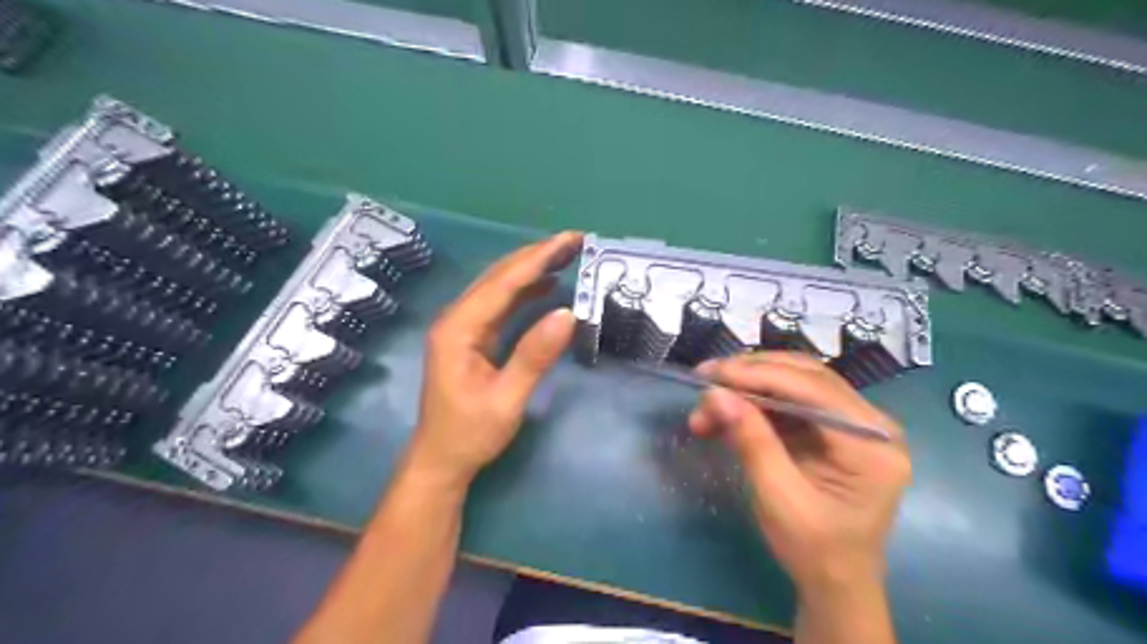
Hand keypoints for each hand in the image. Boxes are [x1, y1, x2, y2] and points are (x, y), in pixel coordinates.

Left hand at [403, 233, 583, 490]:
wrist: (440, 461)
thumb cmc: (470, 434)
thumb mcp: (506, 400)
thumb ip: (534, 356)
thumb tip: (568, 314)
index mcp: (458, 329)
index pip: (502, 284)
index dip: (537, 259)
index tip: (568, 240)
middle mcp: (456, 320)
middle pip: (498, 277)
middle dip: (535, 256)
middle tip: (573, 241)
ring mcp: (462, 328)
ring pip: (498, 288)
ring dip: (531, 269)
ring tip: (565, 255)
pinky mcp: (472, 338)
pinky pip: (500, 305)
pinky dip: (524, 292)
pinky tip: (545, 285)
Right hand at [683, 351, 909, 592]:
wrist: (835, 582)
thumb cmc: (814, 549)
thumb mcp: (778, 497)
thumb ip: (751, 440)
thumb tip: (715, 393)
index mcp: (873, 443)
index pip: (813, 389)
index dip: (758, 375)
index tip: (711, 374)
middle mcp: (872, 423)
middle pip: (806, 376)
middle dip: (750, 375)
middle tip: (706, 380)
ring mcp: (855, 423)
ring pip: (795, 382)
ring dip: (748, 388)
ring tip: (708, 405)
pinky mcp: (834, 428)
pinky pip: (791, 400)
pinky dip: (755, 403)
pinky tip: (726, 414)